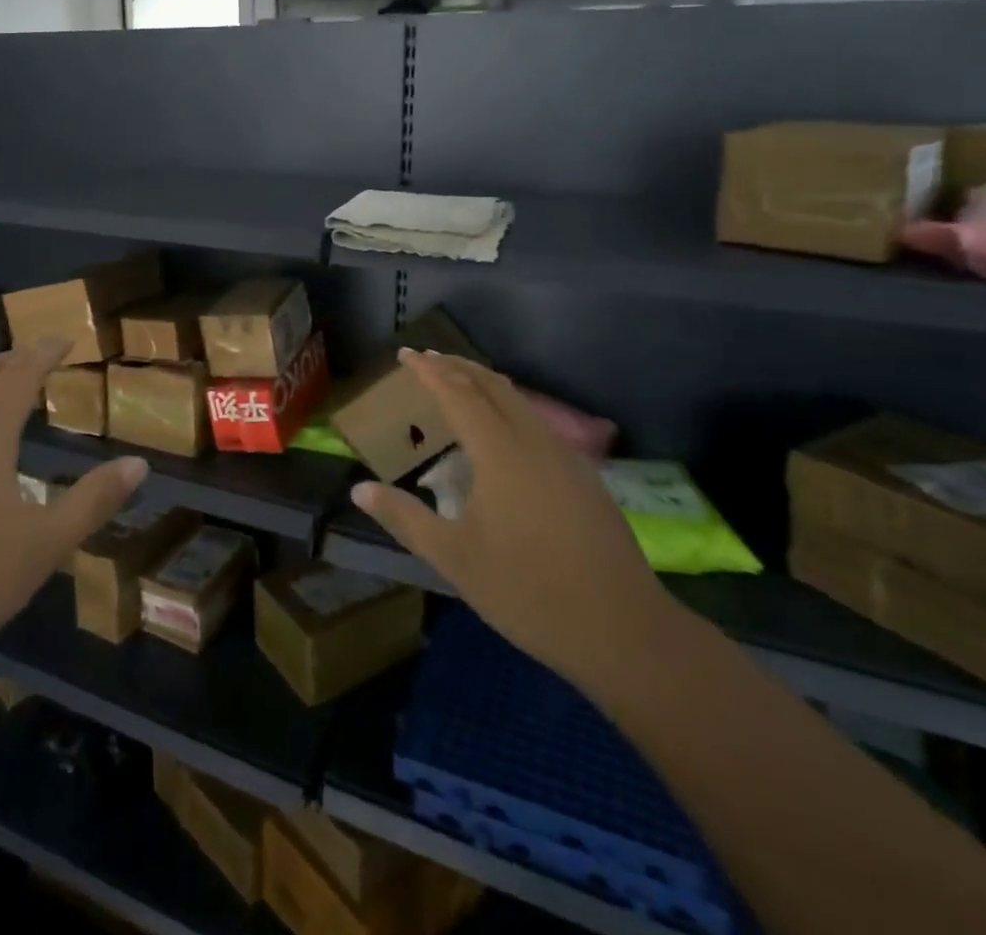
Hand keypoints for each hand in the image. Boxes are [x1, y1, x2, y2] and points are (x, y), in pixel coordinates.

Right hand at [350, 350, 677, 687]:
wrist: (625, 631)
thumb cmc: (528, 592)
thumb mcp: (454, 559)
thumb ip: (405, 518)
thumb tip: (359, 489)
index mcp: (500, 453)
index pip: (458, 393)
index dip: (430, 370)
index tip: (406, 353)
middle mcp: (534, 442)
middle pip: (493, 385)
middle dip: (458, 366)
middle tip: (428, 359)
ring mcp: (566, 457)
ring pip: (520, 401)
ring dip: (485, 384)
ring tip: (459, 385)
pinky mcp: (585, 477)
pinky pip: (537, 423)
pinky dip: (509, 408)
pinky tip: (503, 433)